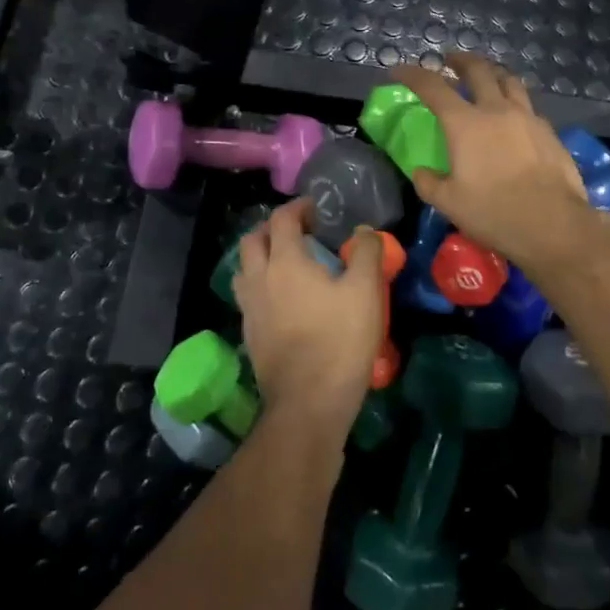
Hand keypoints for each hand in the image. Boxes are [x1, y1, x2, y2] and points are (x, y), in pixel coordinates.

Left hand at [232, 199, 385, 430]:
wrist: (308, 401)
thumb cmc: (340, 340)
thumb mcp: (366, 291)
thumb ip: (366, 253)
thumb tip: (363, 231)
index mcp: (285, 261)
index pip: (282, 219)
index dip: (298, 208)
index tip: (317, 209)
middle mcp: (259, 278)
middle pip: (252, 240)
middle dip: (272, 228)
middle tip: (298, 233)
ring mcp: (249, 308)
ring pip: (244, 269)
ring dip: (260, 257)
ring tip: (286, 264)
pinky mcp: (249, 334)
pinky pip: (248, 297)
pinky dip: (261, 286)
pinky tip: (282, 300)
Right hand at [390, 54, 596, 277]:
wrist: (552, 224)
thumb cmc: (493, 212)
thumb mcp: (448, 203)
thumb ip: (429, 183)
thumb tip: (422, 172)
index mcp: (465, 124)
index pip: (433, 87)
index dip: (413, 75)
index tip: (400, 70)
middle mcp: (497, 110)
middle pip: (478, 70)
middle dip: (460, 60)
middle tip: (450, 59)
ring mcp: (528, 118)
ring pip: (509, 81)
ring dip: (493, 73)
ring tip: (487, 76)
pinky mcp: (549, 132)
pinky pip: (528, 106)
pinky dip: (515, 102)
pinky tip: (514, 116)